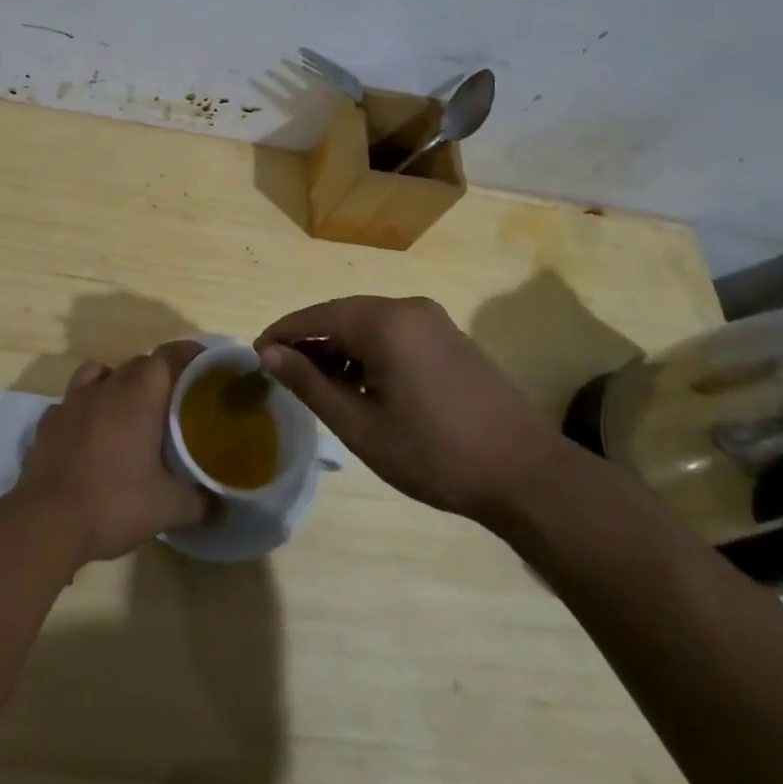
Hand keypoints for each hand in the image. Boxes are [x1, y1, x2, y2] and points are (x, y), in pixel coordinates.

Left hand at [15, 344, 209, 563]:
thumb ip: (200, 502)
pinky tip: (89, 435)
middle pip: (137, 364)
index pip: (168, 356)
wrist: (46, 522)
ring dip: (116, 384)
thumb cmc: (114, 504)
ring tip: (127, 412)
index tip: (204, 366)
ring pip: (98, 374)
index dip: (188, 355)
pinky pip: (70, 403)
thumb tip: (222, 506)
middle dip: (158, 377)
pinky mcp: (46, 423)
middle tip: (174, 403)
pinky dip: (83, 410)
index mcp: (138, 395)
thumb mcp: (169, 508)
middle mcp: (105, 387)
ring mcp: (70, 402)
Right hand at [256, 296, 569, 526]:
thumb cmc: (434, 453)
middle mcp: (408, 308)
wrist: (527, 475)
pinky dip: (368, 352)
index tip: (255, 356)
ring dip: (339, 348)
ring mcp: (434, 320)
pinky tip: (362, 384)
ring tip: (319, 385)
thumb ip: (310, 383)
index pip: (316, 317)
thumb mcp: (360, 425)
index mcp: (384, 322)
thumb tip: (269, 353)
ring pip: (368, 324)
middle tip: (282, 373)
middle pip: (342, 315)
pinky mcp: (451, 338)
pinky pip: (394, 333)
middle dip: (310, 342)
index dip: (282, 334)